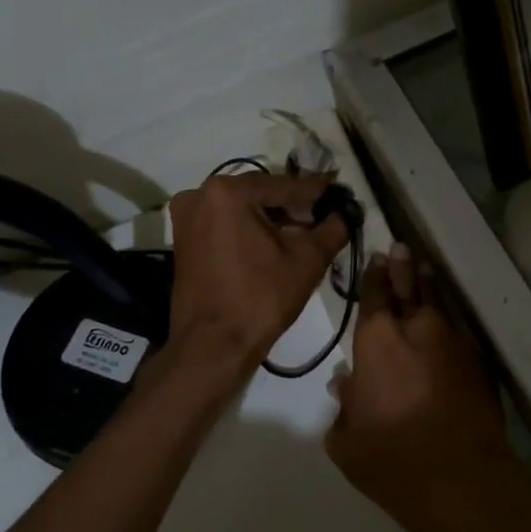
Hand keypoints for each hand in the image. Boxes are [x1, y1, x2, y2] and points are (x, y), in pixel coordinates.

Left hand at [166, 171, 348, 369]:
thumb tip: (348, 211)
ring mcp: (187, 216)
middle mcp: (201, 194)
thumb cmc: (261, 298)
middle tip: (325, 215)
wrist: (213, 345)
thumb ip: (333, 228)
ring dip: (272, 217)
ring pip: (242, 208)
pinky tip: (275, 242)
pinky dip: (250, 228)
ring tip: (304, 231)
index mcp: (229, 191)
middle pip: (261, 193)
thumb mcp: (308, 260)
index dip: (318, 191)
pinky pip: (225, 223)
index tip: (342, 191)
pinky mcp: (183, 238)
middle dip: (294, 205)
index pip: (285, 185)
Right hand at [326, 244, 512, 520]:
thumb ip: (344, 407)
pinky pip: (459, 328)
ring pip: (439, 302)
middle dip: (403, 266)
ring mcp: (454, 342)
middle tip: (400, 248)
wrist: (460, 479)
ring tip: (424, 268)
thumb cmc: (390, 460)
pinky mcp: (479, 362)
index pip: (374, 295)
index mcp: (377, 341)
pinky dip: (449, 317)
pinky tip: (447, 316)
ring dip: (428, 284)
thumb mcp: (346, 440)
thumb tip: (346, 384)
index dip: (374, 275)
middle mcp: (417, 329)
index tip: (376, 258)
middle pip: (410, 286)